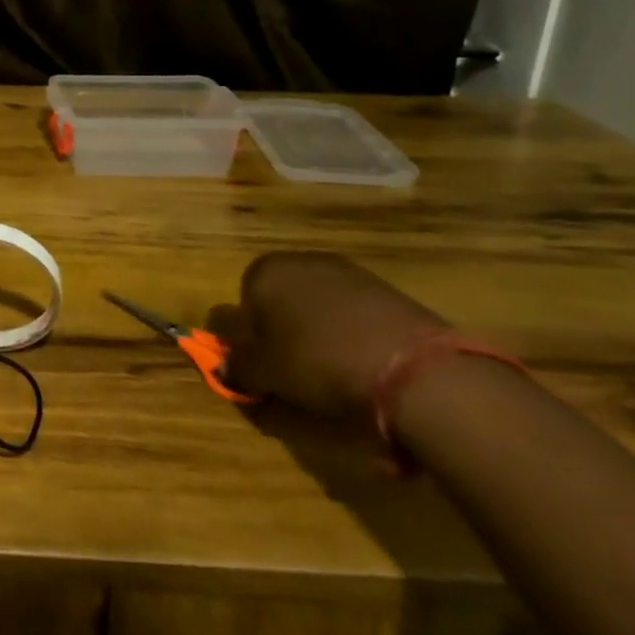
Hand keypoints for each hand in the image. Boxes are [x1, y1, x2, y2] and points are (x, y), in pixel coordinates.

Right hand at [211, 252, 446, 418]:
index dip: (250, 338)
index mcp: (264, 272)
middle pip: (281, 300)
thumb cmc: (317, 362)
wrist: (411, 367)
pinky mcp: (385, 289)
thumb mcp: (266, 374)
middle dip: (285, 331)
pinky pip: (354, 313)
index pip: (241, 303)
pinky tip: (366, 364)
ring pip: (319, 306)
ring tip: (336, 373)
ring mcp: (347, 271)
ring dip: (320, 332)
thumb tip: (223, 367)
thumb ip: (237, 367)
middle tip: (297, 372)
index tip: (265, 368)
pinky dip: (354, 334)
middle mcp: (301, 261)